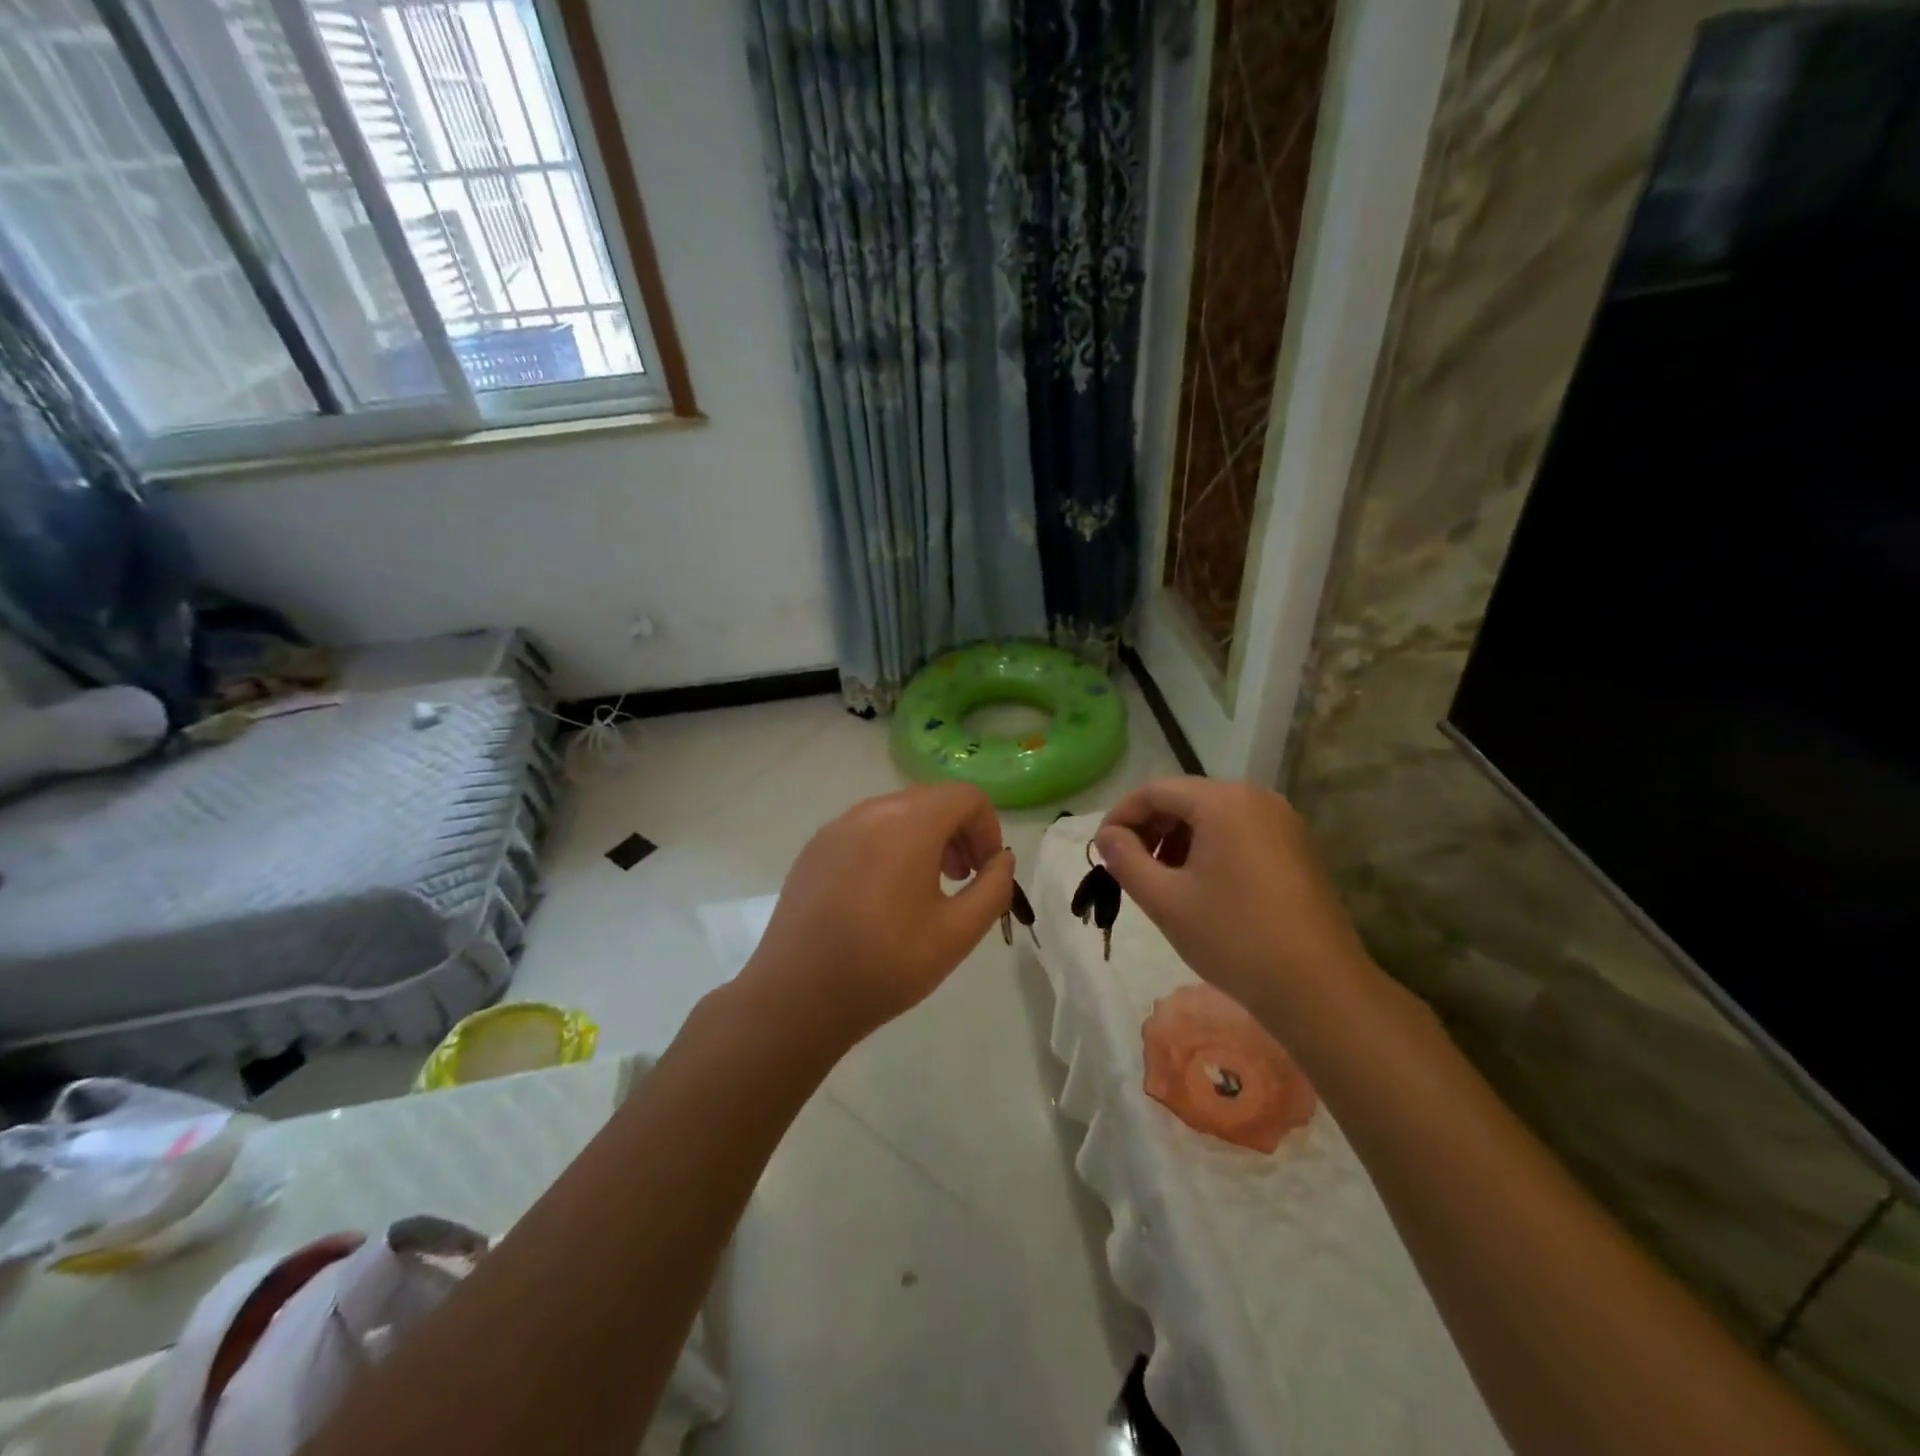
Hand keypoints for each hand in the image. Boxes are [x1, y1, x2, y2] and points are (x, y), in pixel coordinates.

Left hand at [743, 782, 1014, 1047]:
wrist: (797, 996)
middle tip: (962, 879)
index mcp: (909, 823)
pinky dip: (890, 846)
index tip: (985, 871)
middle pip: (931, 800)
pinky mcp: (815, 848)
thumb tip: (1000, 859)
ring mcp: (837, 827)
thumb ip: (994, 888)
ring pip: (897, 813)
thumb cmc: (886, 964)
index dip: (988, 828)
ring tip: (926, 888)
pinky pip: (865, 830)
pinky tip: (882, 896)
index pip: (966, 796)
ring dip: (925, 838)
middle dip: (958, 832)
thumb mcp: (958, 933)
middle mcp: (871, 811)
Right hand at [1095, 778, 1374, 1031]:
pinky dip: (1208, 848)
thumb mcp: (1164, 899)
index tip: (1100, 849)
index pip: (1154, 791)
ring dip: (1177, 839)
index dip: (1120, 816)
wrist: (1318, 987)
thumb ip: (1125, 859)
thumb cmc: (1232, 938)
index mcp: (1223, 801)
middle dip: (1150, 828)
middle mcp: (1255, 797)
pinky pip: (1238, 831)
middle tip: (1128, 866)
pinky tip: (1199, 886)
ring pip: (1212, 815)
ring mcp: (1282, 821)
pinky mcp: (1296, 846)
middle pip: (1185, 798)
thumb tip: (1106, 836)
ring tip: (1161, 880)